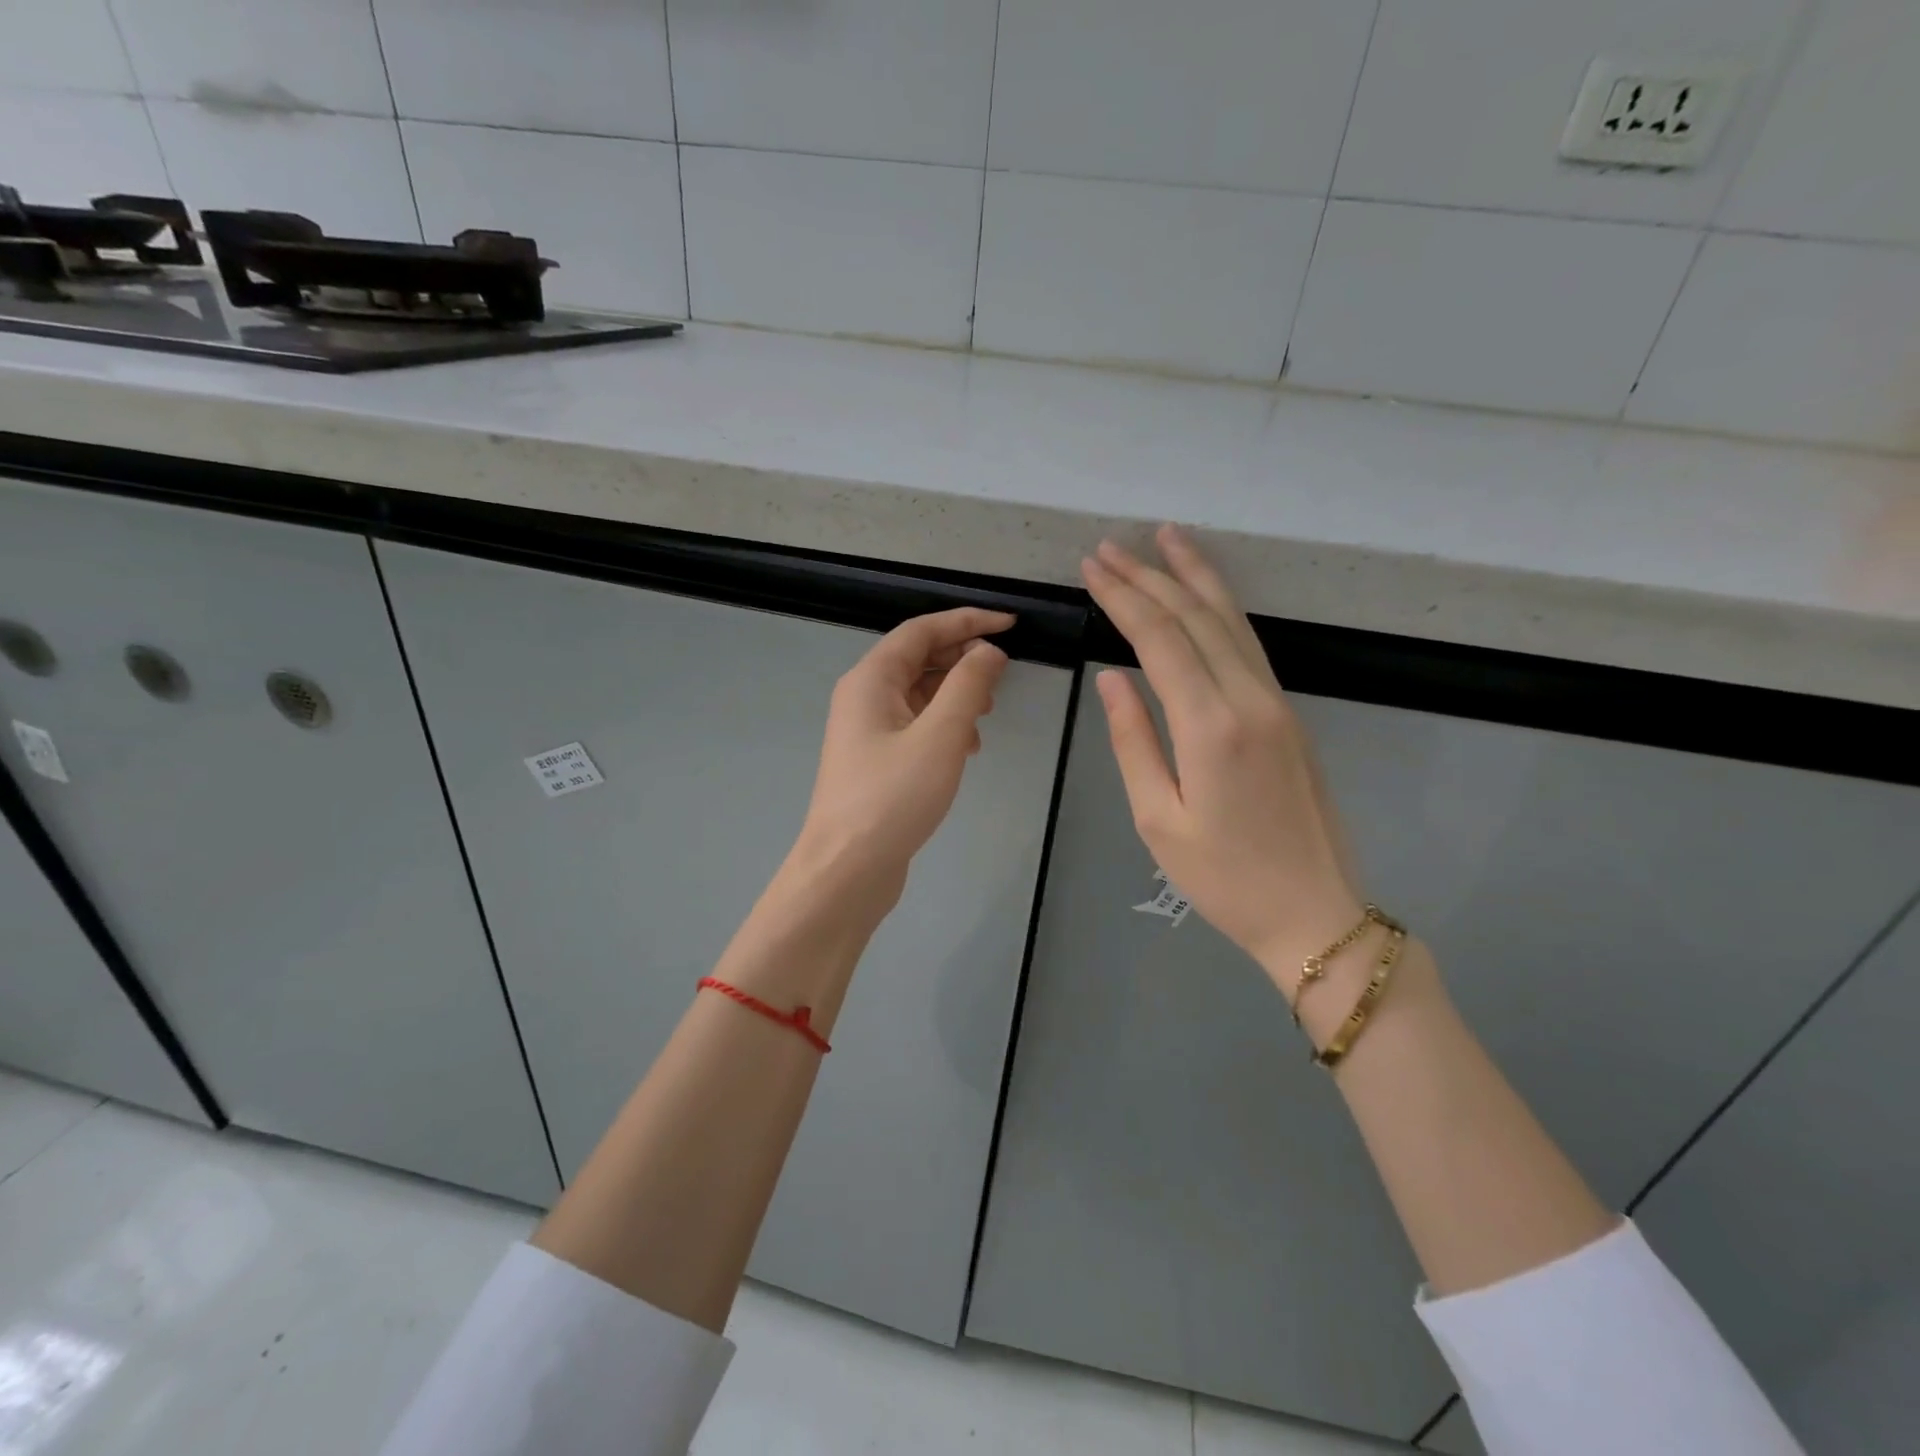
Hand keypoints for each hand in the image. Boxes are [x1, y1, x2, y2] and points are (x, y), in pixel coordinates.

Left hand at [786, 606, 1012, 917]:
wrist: (847, 869)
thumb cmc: (893, 797)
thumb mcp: (941, 735)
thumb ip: (968, 686)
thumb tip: (988, 651)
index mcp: (871, 679)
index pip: (922, 630)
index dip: (967, 621)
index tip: (1010, 624)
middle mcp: (864, 697)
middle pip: (919, 658)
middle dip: (963, 658)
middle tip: (1003, 672)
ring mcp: (868, 730)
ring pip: (919, 693)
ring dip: (956, 694)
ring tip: (988, 712)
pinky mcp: (877, 760)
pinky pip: (916, 725)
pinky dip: (945, 725)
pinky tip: (968, 748)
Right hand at [1081, 527, 1365, 993]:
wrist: (1313, 912)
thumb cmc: (1223, 878)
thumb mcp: (1158, 819)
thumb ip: (1133, 740)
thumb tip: (1111, 679)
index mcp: (1210, 726)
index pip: (1159, 640)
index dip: (1123, 598)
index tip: (1092, 567)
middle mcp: (1249, 699)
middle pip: (1195, 618)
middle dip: (1149, 576)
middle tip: (1110, 547)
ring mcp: (1277, 702)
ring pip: (1231, 620)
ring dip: (1194, 576)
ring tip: (1165, 538)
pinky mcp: (1289, 713)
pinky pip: (1249, 643)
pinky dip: (1223, 607)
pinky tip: (1207, 593)